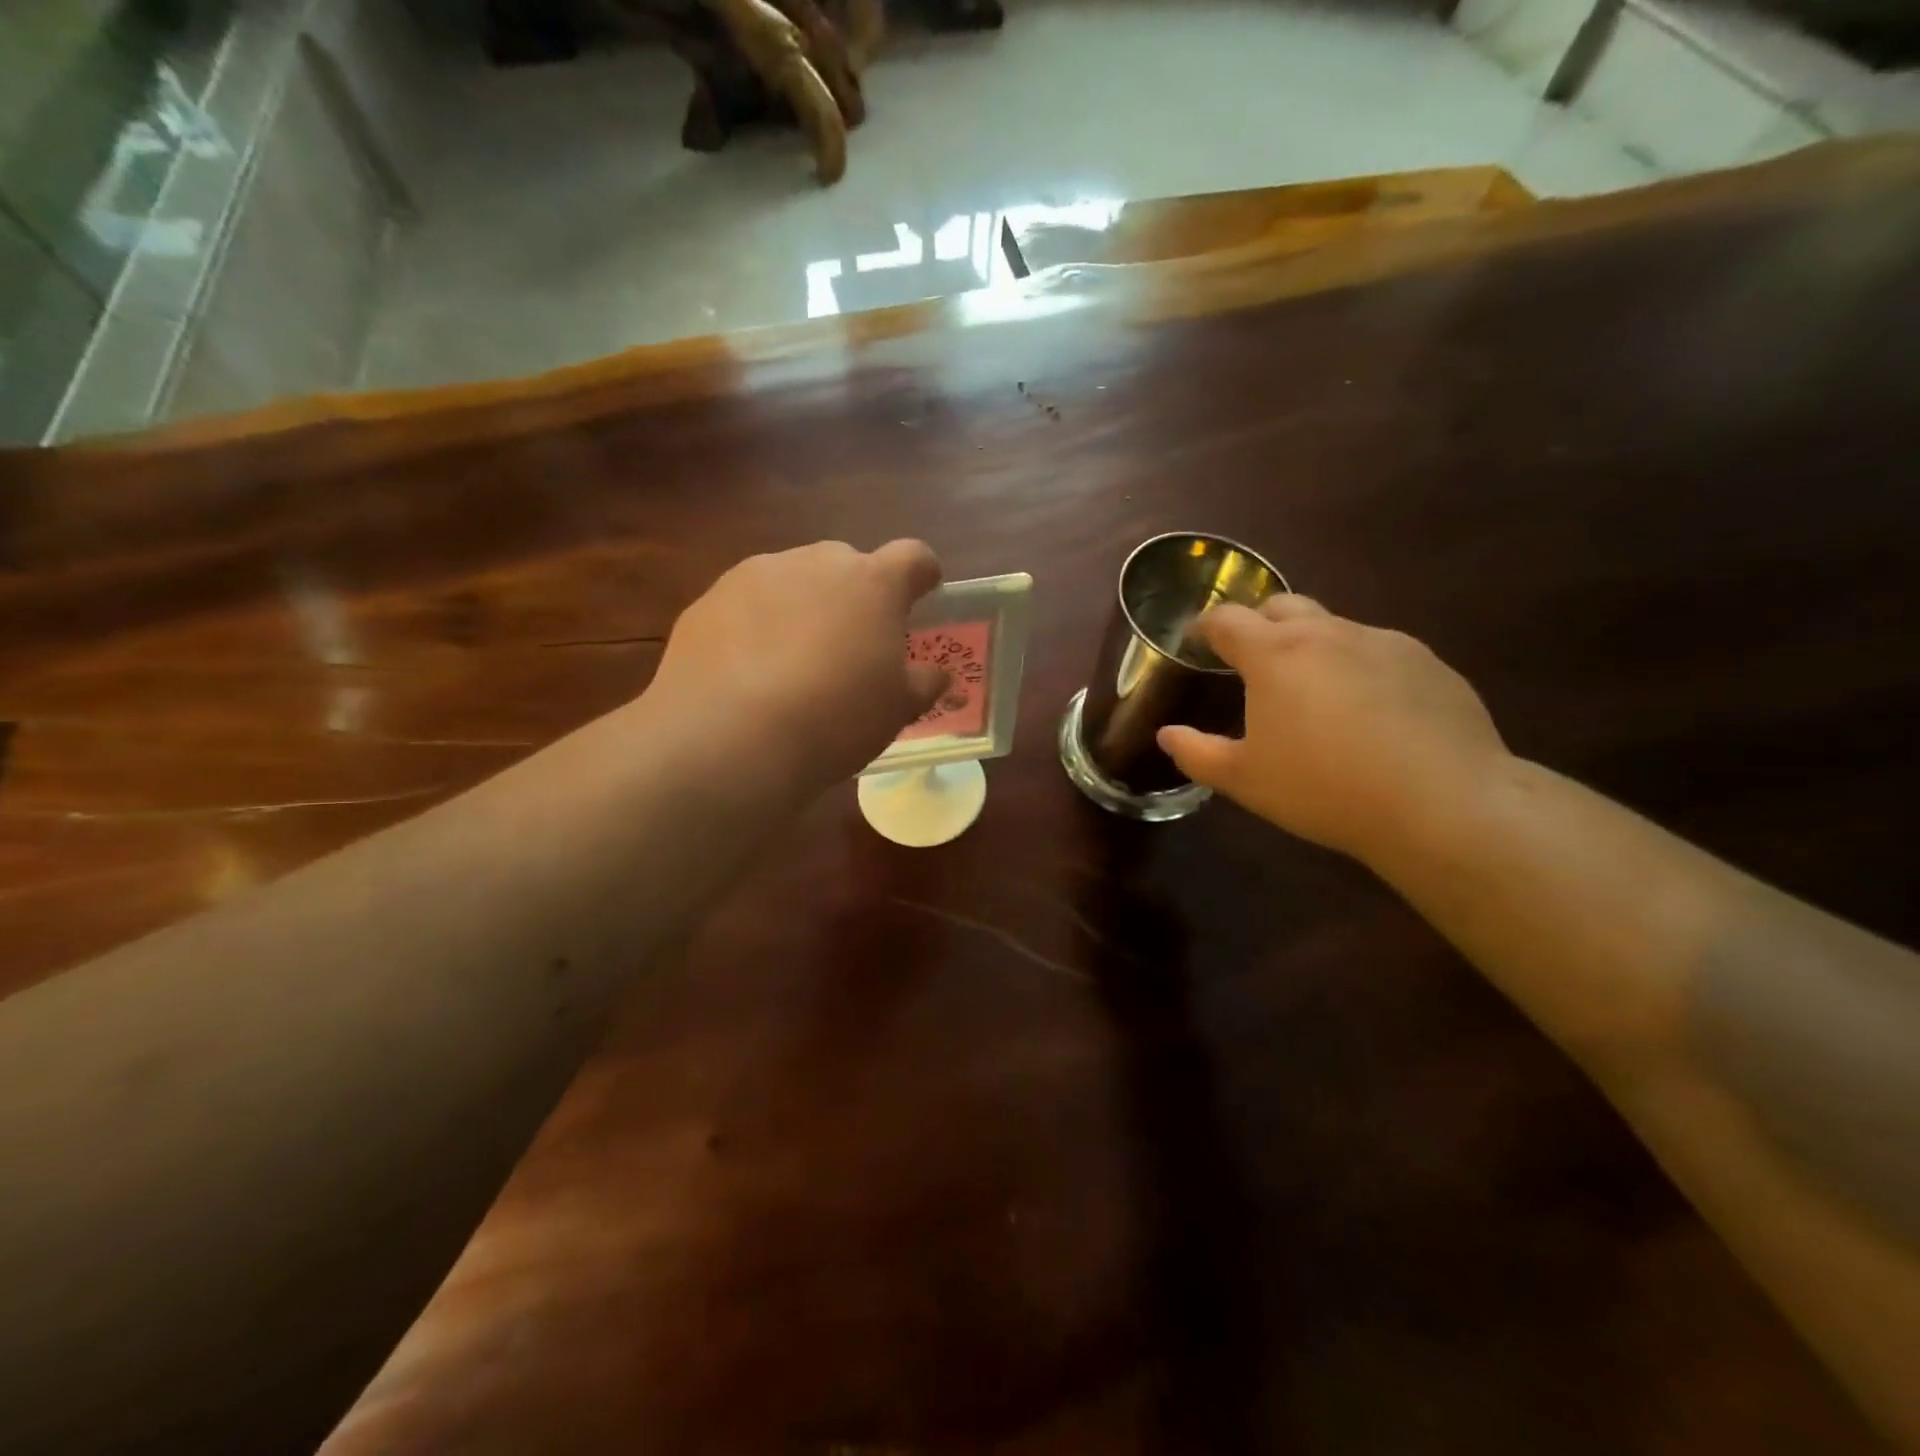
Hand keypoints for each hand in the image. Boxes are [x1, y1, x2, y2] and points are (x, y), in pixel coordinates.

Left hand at [648, 540, 946, 792]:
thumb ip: (922, 684)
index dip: (921, 574)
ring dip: (803, 607)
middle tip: (852, 644)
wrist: (728, 737)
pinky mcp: (709, 599)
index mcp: (873, 584)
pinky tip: (748, 673)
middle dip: (854, 595)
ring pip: (793, 581)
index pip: (913, 557)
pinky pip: (746, 604)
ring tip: (794, 663)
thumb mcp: (895, 711)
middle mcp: (816, 564)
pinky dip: (755, 626)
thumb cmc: (834, 719)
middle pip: (847, 565)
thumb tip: (936, 675)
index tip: (923, 593)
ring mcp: (756, 575)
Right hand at [1157, 596, 1510, 862]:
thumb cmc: (1323, 789)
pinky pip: (1379, 651)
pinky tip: (1369, 713)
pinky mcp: (1429, 662)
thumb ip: (1196, 753)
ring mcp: (1384, 642)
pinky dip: (1358, 667)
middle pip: (1282, 605)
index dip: (1205, 626)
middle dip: (1258, 623)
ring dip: (1311, 646)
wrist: (1441, 804)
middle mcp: (1328, 633)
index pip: (1227, 619)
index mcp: (1275, 654)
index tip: (1195, 640)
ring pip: (1334, 627)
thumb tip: (1167, 735)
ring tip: (1313, 693)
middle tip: (1251, 660)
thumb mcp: (1244, 780)